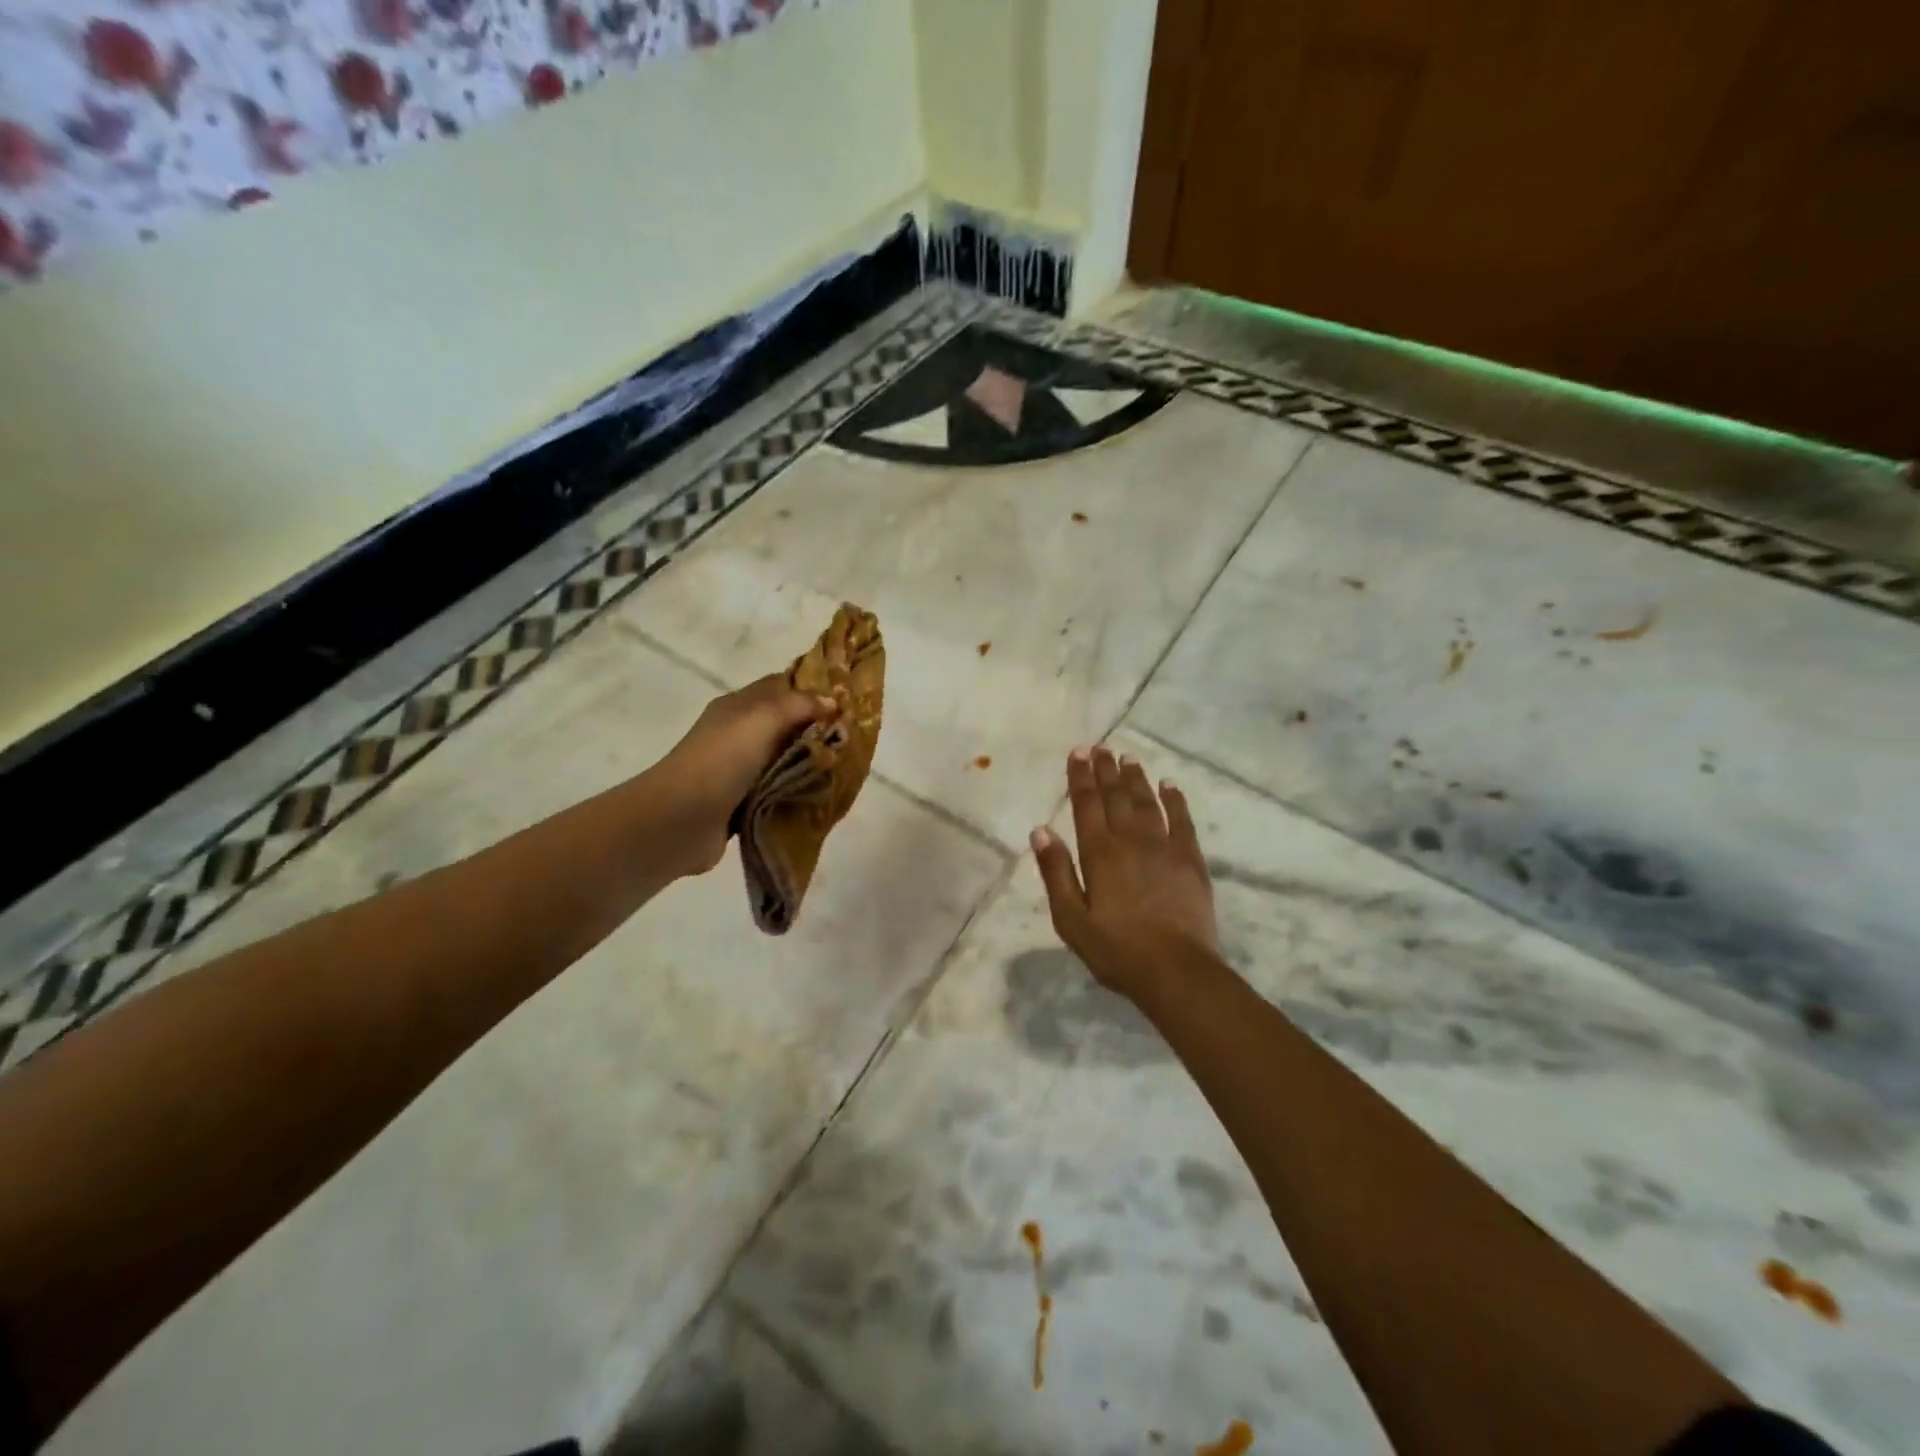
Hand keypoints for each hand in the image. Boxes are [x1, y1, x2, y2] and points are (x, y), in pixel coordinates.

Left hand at [654, 673, 836, 876]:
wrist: (680, 819)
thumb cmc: (722, 759)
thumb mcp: (763, 719)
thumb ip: (799, 705)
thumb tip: (832, 701)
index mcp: (739, 706)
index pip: (781, 686)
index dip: (812, 687)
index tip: (848, 697)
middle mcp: (739, 733)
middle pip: (786, 724)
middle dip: (818, 728)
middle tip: (854, 737)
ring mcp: (740, 770)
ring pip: (785, 759)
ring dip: (810, 763)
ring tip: (845, 768)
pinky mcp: (743, 802)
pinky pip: (779, 790)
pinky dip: (798, 792)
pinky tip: (823, 796)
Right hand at [1030, 745, 1219, 1000]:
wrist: (1176, 971)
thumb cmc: (1116, 949)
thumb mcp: (1071, 919)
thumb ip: (1055, 872)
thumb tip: (1039, 830)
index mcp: (1099, 853)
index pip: (1086, 804)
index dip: (1080, 777)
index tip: (1078, 753)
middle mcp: (1131, 840)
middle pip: (1116, 796)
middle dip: (1106, 770)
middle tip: (1101, 747)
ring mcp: (1164, 847)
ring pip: (1147, 802)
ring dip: (1136, 779)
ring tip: (1128, 759)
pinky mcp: (1190, 860)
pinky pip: (1182, 820)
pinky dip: (1175, 800)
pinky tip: (1170, 786)